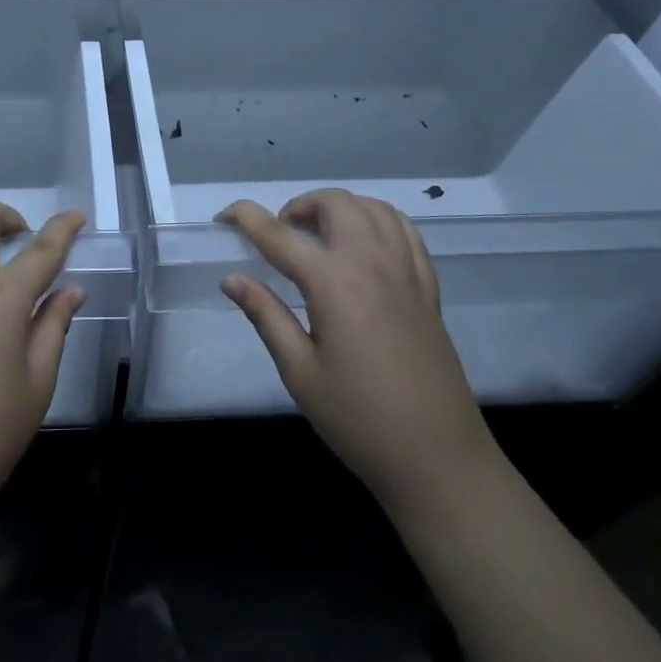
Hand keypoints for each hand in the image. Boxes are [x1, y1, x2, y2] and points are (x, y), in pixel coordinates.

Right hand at [219, 189, 495, 510]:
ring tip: (318, 236)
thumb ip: (266, 315)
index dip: (246, 218)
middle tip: (278, 237)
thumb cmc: (357, 419)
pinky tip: (363, 246)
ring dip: (339, 208)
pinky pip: (405, 231)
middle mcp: (373, 262)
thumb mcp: (299, 371)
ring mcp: (407, 272)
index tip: (223, 218)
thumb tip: (232, 279)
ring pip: (373, 208)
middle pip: (335, 203)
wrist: (437, 458)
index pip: (279, 234)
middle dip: (298, 206)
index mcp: (334, 282)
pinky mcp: (428, 288)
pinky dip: (377, 221)